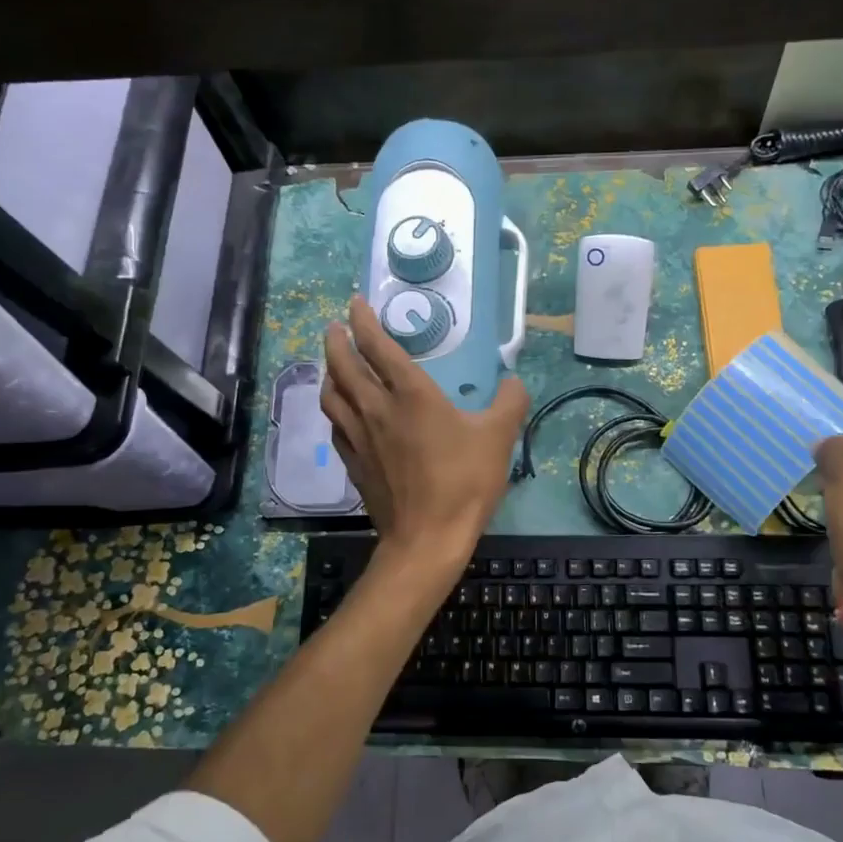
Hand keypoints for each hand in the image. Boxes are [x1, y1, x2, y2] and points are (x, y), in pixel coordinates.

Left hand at [321, 296, 530, 570]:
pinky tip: (342, 411)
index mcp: (410, 394)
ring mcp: (359, 436)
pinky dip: (334, 408)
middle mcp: (376, 408)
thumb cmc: (464, 482)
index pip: (377, 346)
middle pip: (343, 364)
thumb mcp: (499, 437)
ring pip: (331, 394)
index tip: (357, 302)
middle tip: (336, 326)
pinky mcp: (353, 462)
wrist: (427, 539)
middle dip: (337, 340)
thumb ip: (509, 401)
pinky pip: (335, 424)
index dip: (364, 320)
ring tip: (334, 363)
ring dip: (329, 371)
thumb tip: (512, 380)